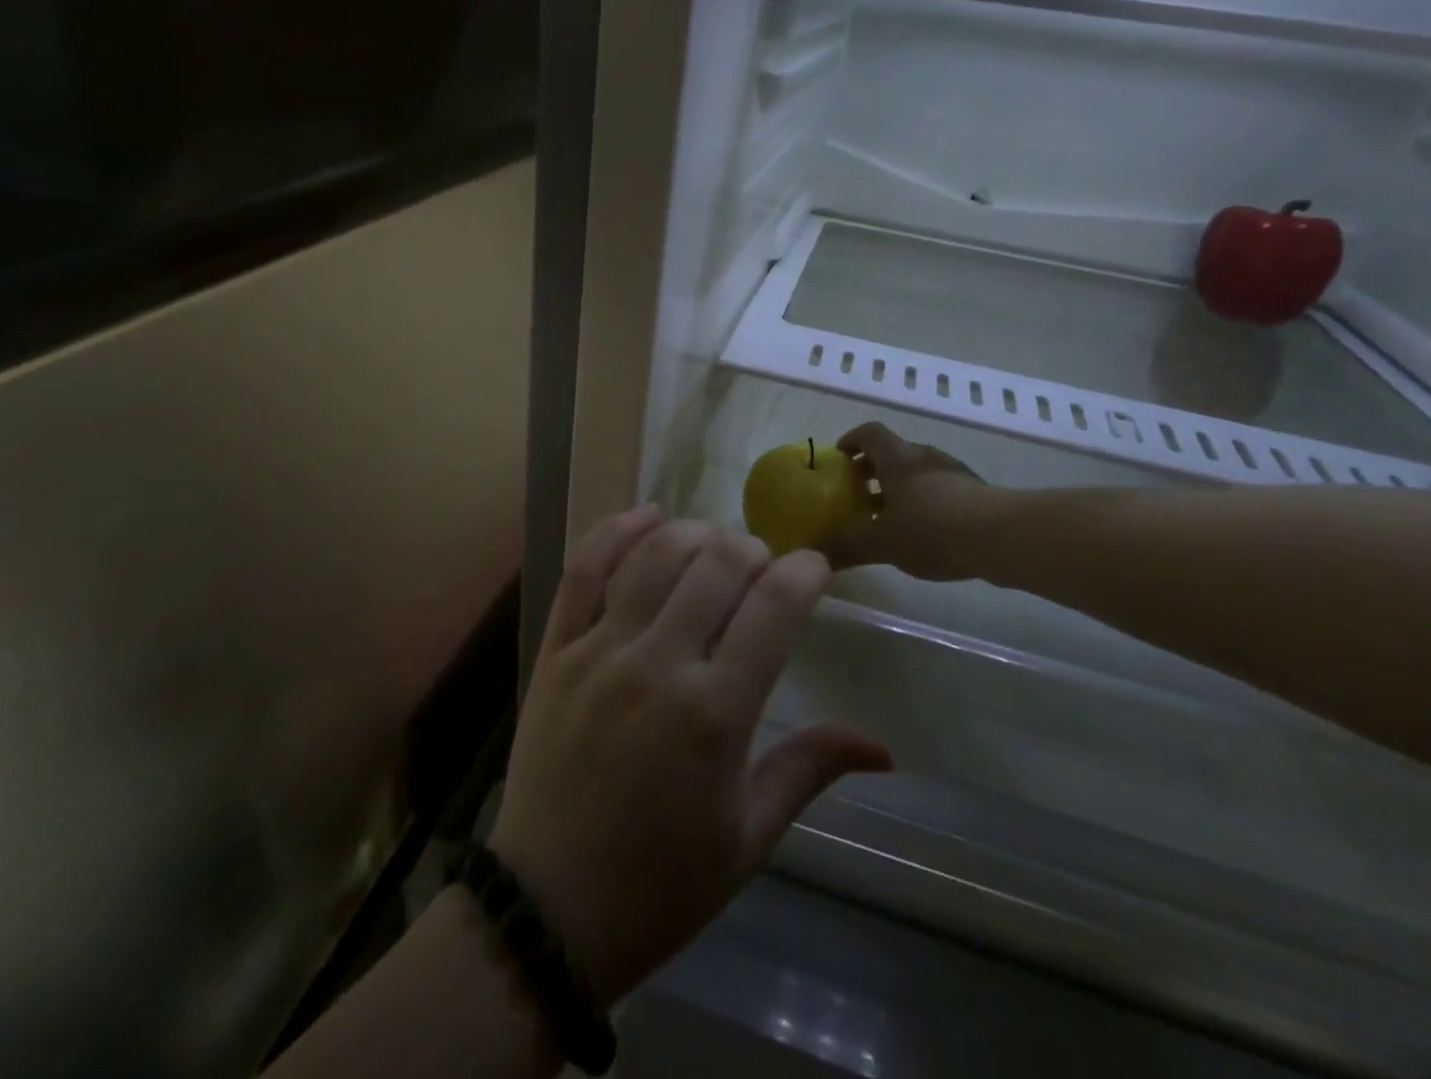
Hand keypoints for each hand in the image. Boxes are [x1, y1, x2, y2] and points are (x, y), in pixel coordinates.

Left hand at [489, 508, 891, 1005]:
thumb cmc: (662, 884)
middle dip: (753, 549)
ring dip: (695, 534)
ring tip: (714, 546)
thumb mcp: (749, 838)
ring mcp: (599, 651)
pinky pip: (584, 569)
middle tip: (763, 566)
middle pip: (716, 565)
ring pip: (655, 555)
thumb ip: (810, 769)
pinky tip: (647, 516)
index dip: (804, 571)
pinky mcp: (556, 649)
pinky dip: (617, 531)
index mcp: (715, 715)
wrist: (548, 914)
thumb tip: (883, 747)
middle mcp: (658, 666)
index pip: (773, 606)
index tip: (815, 567)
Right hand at [819, 422, 1001, 581]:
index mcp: (896, 457)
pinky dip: (923, 504)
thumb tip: (816, 555)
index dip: (851, 441)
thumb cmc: (932, 529)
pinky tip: (923, 535)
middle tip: (856, 498)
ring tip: (887, 521)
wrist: (1002, 537)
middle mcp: (923, 456)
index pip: (868, 432)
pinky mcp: (975, 493)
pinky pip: (939, 490)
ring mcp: (953, 472)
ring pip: (916, 473)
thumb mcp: (882, 543)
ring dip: (898, 490)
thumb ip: (848, 546)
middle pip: (892, 453)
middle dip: (871, 472)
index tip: (839, 460)